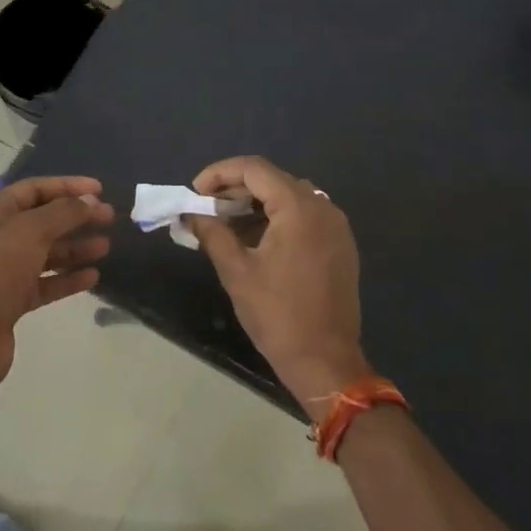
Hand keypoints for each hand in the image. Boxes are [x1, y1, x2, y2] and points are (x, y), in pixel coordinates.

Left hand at [0, 175, 113, 395]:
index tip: (99, 189)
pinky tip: (92, 277)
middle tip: (109, 218)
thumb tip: (90, 201)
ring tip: (105, 247)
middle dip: (75, 217)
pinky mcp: (12, 302)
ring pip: (46, 253)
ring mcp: (3, 272)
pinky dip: (67, 278)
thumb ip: (63, 213)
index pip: (33, 189)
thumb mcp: (30, 232)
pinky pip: (45, 284)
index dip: (66, 186)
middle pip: (42, 221)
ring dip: (75, 248)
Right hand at [186, 156, 370, 406]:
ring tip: (225, 222)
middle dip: (235, 188)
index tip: (195, 192)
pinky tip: (255, 238)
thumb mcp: (236, 271)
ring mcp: (336, 226)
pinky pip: (305, 216)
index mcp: (299, 208)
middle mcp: (323, 207)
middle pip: (273, 179)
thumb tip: (190, 213)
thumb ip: (212, 233)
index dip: (219, 173)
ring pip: (289, 196)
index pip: (254, 169)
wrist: (326, 361)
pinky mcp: (340, 244)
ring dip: (255, 203)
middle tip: (205, 208)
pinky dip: (277, 217)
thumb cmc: (278, 315)